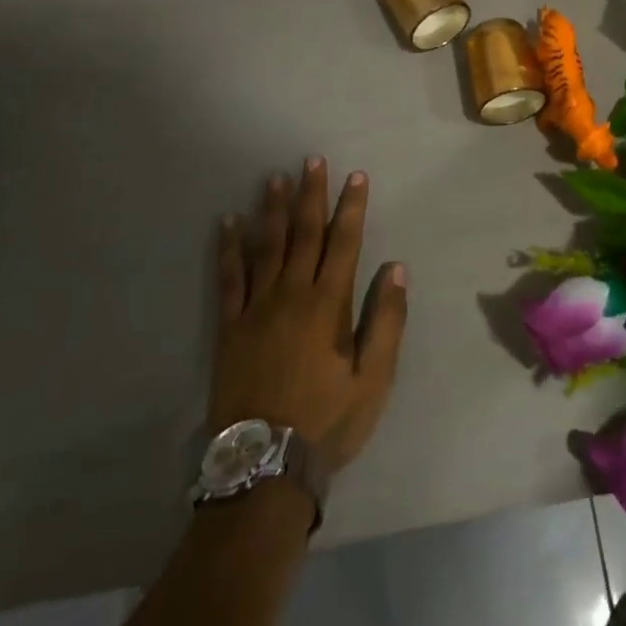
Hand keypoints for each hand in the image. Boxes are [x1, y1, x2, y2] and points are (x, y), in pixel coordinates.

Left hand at [211, 159, 407, 475]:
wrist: (264, 465)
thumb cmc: (327, 421)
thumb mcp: (374, 379)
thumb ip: (387, 321)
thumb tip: (396, 268)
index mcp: (329, 305)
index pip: (344, 243)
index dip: (351, 208)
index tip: (356, 177)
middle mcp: (292, 294)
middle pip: (303, 234)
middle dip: (311, 195)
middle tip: (312, 160)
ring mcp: (256, 308)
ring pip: (265, 247)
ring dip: (271, 210)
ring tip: (275, 178)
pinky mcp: (229, 327)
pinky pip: (228, 278)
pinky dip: (229, 248)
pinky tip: (228, 223)